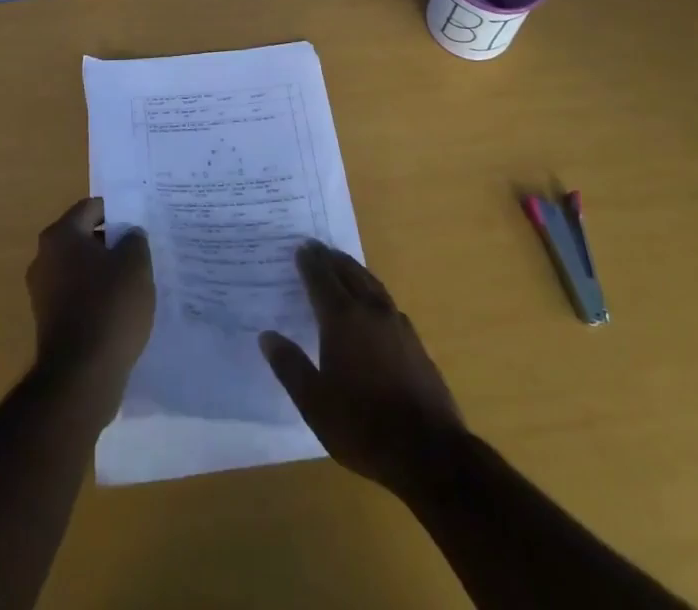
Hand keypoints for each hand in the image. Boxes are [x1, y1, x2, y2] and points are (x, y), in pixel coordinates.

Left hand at [26, 198, 154, 415]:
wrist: (81, 376)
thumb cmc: (109, 306)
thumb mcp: (136, 264)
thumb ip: (134, 239)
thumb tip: (129, 235)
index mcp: (61, 235)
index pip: (92, 208)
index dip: (119, 212)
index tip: (140, 224)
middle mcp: (44, 258)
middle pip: (84, 237)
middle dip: (111, 243)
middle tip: (141, 252)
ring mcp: (42, 292)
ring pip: (80, 268)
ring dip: (104, 272)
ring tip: (134, 283)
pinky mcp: (48, 322)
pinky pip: (77, 296)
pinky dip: (96, 298)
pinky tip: (119, 311)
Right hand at [259, 241, 463, 492]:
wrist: (429, 451)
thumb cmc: (363, 426)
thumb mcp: (315, 404)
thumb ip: (290, 366)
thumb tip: (267, 336)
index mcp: (342, 319)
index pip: (321, 279)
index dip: (309, 262)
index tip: (300, 247)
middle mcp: (370, 310)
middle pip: (348, 272)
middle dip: (330, 258)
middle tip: (317, 247)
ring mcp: (396, 323)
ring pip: (371, 282)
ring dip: (353, 269)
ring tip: (342, 263)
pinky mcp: (414, 340)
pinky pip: (386, 300)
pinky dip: (372, 289)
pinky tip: (372, 302)